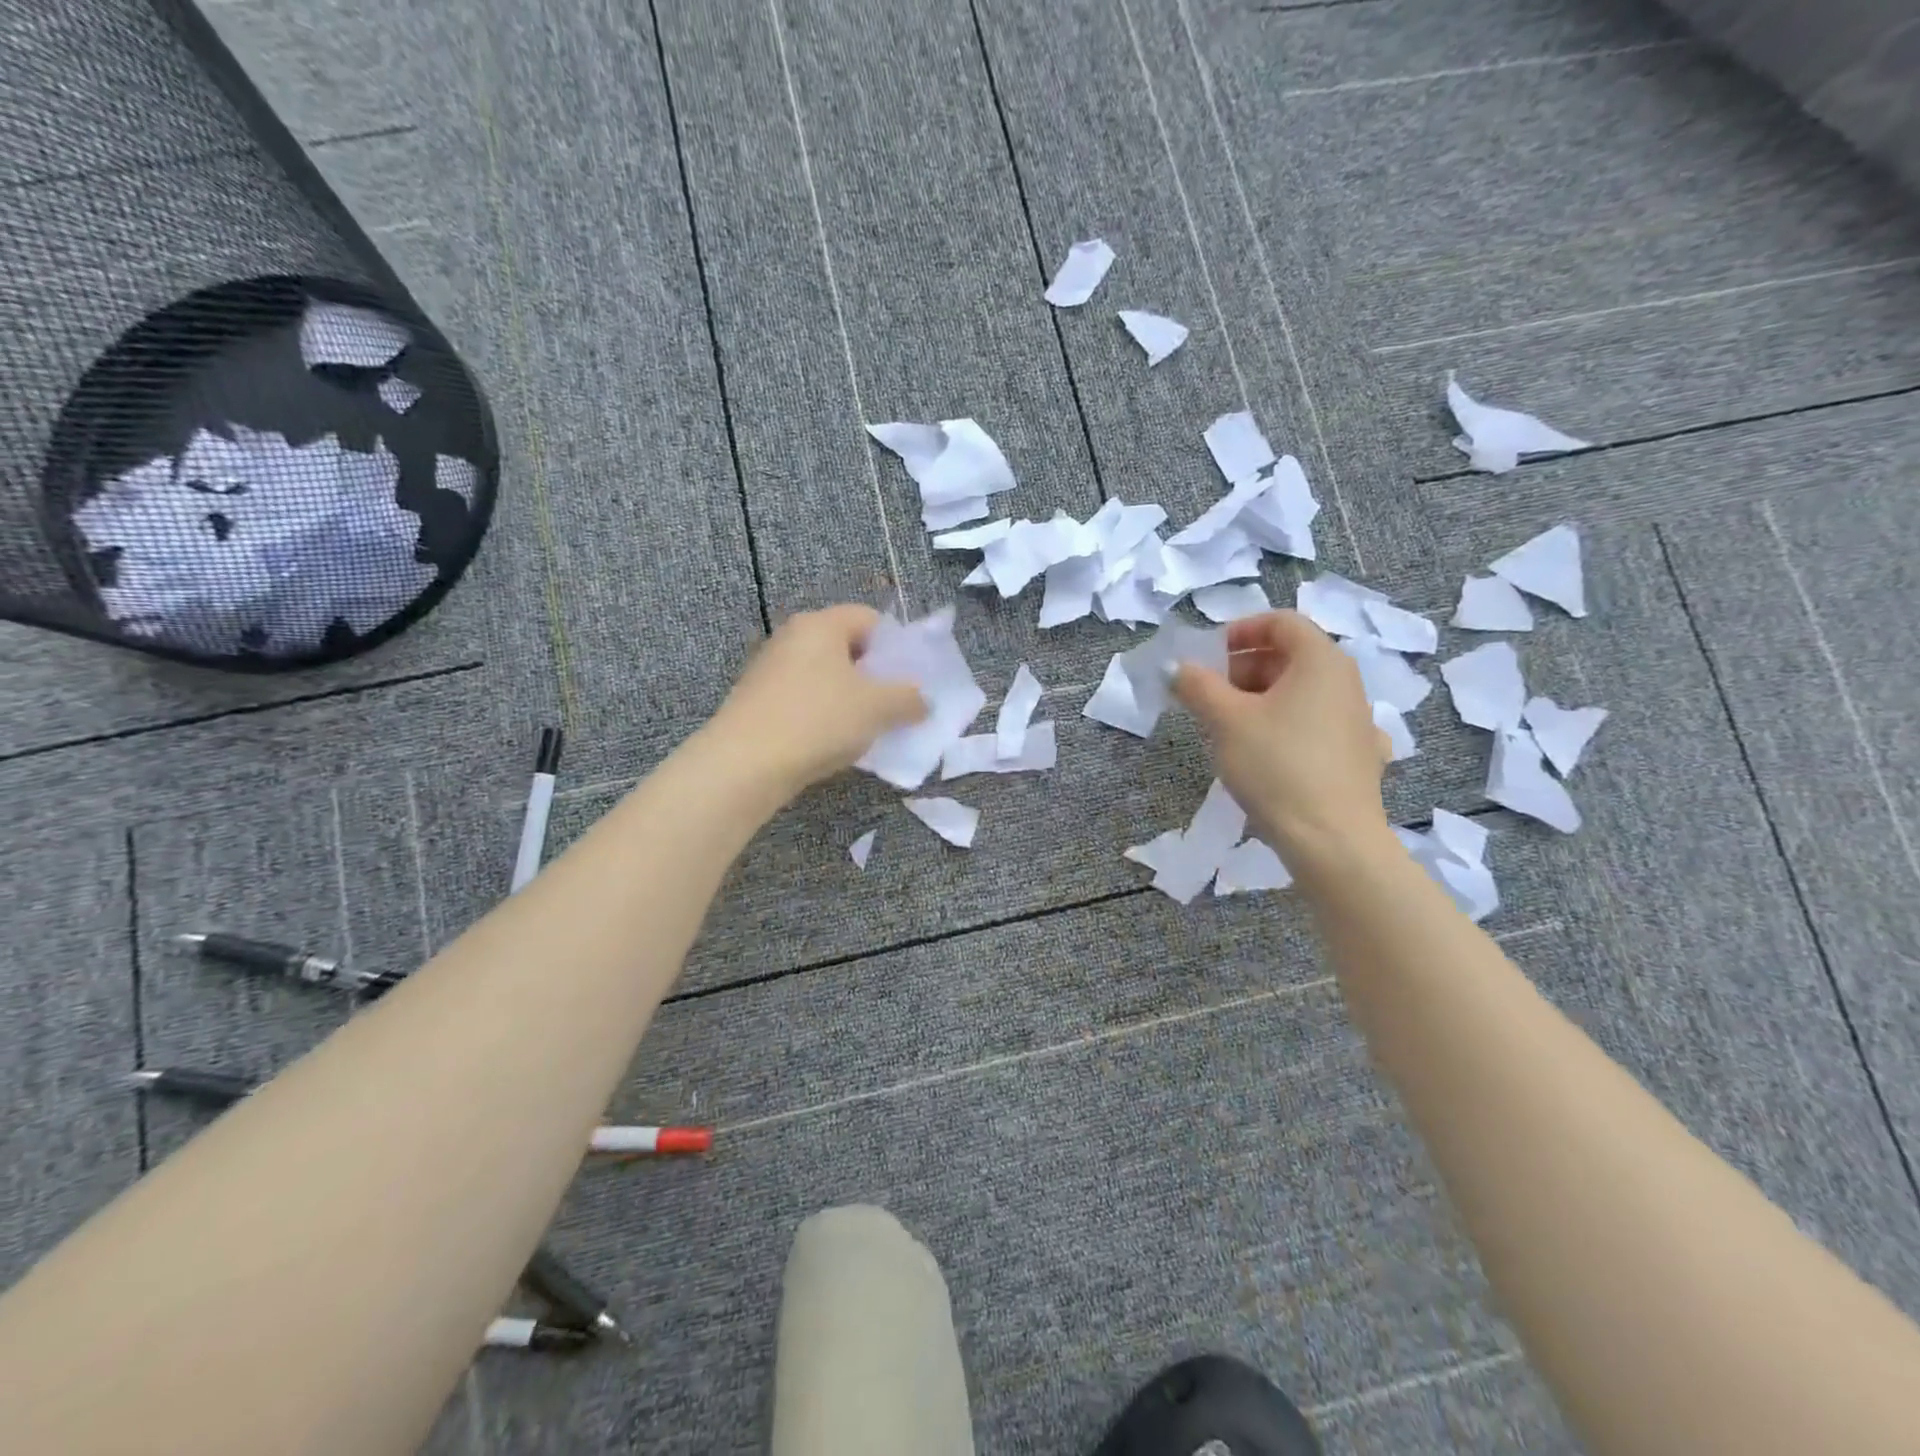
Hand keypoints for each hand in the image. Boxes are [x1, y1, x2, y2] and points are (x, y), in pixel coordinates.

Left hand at [709, 605, 927, 795]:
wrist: (745, 764)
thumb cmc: (818, 720)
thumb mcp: (877, 708)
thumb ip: (909, 699)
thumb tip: (922, 700)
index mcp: (820, 624)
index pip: (869, 618)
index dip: (896, 645)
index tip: (911, 678)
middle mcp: (792, 638)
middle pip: (846, 647)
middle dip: (875, 675)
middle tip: (895, 704)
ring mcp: (770, 670)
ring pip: (825, 677)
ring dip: (851, 699)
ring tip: (869, 729)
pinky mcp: (758, 702)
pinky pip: (805, 700)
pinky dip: (824, 716)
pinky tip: (834, 743)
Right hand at [1172, 611, 1392, 871]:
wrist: (1331, 839)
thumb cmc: (1276, 765)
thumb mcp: (1224, 720)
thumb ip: (1196, 685)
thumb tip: (1178, 668)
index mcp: (1320, 661)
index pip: (1282, 621)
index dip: (1240, 629)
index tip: (1208, 655)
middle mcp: (1346, 682)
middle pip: (1291, 656)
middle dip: (1244, 668)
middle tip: (1209, 694)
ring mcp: (1358, 720)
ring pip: (1302, 692)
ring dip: (1261, 698)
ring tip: (1229, 727)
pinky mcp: (1359, 756)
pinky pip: (1317, 725)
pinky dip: (1289, 726)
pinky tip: (1273, 752)